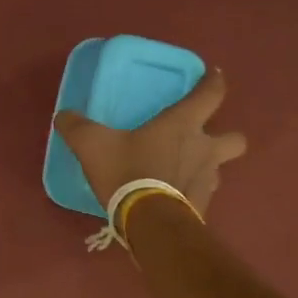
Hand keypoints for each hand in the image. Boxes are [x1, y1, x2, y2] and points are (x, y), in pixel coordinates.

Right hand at [53, 66, 247, 213]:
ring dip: (207, 167)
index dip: (214, 82)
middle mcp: (204, 150)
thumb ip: (77, 127)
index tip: (214, 75)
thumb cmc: (128, 172)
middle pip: (235, 139)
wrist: (149, 223)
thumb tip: (63, 115)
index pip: (211, 94)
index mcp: (183, 125)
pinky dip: (191, 194)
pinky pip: (202, 195)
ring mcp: (207, 181)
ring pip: (220, 169)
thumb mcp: (92, 145)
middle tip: (205, 139)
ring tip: (183, 172)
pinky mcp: (202, 208)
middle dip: (227, 137)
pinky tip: (172, 198)